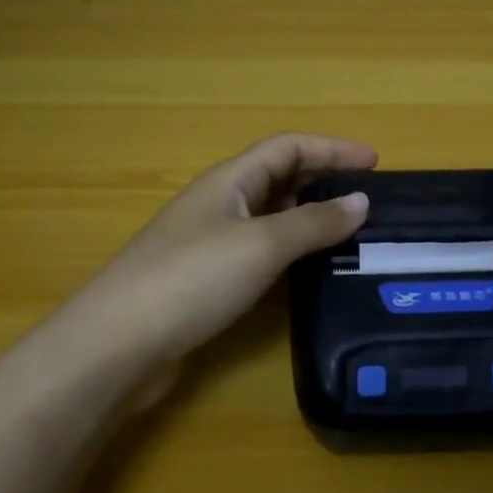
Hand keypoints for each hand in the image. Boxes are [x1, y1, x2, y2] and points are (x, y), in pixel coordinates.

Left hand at [68, 134, 375, 393]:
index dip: (332, 148)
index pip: (288, 147)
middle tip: (368, 200)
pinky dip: (291, 252)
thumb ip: (314, 222)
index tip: (375, 163)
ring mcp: (211, 243)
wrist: (117, 345)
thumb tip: (361, 201)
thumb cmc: (192, 279)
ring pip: (270, 217)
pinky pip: (260, 252)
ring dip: (309, 218)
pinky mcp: (207, 281)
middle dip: (323, 181)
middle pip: (279, 178)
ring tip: (351, 234)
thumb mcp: (262, 245)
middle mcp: (220, 204)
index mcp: (230, 181)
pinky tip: (310, 271)